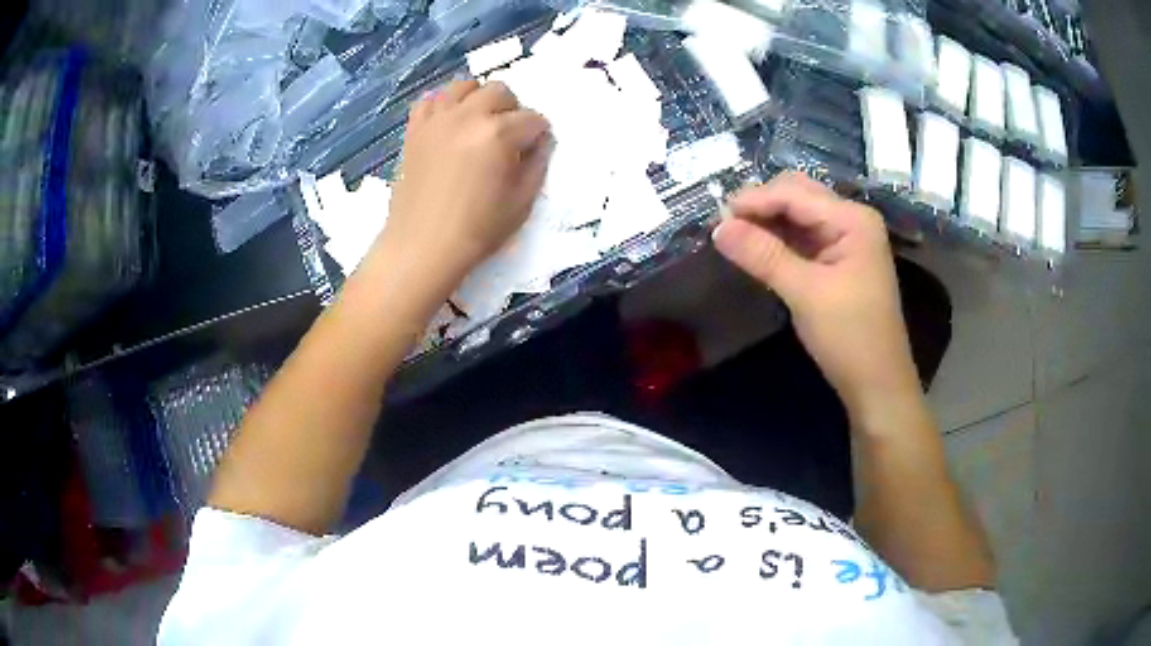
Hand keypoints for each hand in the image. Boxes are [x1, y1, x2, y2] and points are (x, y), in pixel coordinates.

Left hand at [379, 80, 551, 282]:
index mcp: (499, 134)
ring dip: (479, 100)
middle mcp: (468, 116)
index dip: (538, 135)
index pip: (533, 119)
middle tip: (508, 138)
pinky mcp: (415, 129)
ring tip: (478, 124)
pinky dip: (443, 105)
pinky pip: (431, 99)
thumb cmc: (476, 230)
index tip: (533, 152)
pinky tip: (449, 123)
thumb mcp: (521, 203)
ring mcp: (437, 119)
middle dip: (512, 110)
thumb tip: (540, 142)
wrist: (421, 247)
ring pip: (465, 86)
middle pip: (500, 91)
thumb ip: (537, 164)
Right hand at [712, 172, 921, 415]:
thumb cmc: (850, 337)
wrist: (877, 384)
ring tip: (732, 235)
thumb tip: (717, 227)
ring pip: (797, 215)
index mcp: (852, 219)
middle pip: (797, 195)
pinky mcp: (836, 260)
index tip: (714, 216)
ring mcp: (844, 240)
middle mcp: (850, 220)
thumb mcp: (805, 293)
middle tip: (724, 225)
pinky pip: (801, 238)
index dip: (754, 200)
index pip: (794, 194)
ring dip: (766, 221)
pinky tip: (755, 248)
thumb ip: (763, 255)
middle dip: (760, 205)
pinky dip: (777, 239)